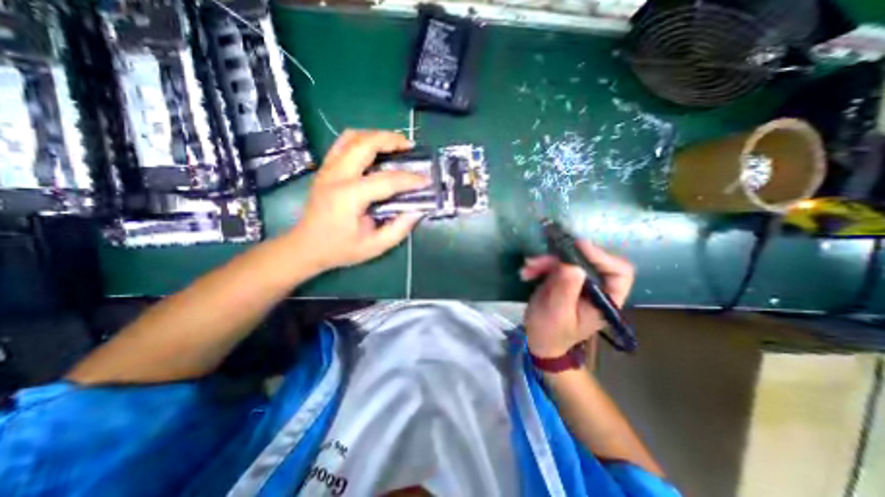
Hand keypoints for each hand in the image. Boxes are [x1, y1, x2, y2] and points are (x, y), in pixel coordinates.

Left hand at [288, 129, 430, 271]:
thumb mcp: (374, 246)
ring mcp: (327, 169)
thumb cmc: (340, 249)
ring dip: (376, 136)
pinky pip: (343, 143)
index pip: (386, 180)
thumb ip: (399, 229)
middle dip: (391, 140)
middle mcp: (336, 176)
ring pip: (352, 137)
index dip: (410, 179)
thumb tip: (418, 210)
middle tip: (410, 147)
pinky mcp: (325, 169)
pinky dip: (362, 139)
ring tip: (394, 144)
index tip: (426, 180)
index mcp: (349, 197)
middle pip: (365, 144)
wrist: (306, 247)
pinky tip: (374, 149)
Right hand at [521, 242, 636, 359]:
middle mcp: (596, 287)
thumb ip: (566, 289)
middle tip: (540, 260)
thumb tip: (572, 263)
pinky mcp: (563, 279)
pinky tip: (526, 273)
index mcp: (605, 300)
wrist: (540, 340)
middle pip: (588, 260)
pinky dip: (539, 266)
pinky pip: (554, 264)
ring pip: (567, 260)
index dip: (601, 256)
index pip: (619, 272)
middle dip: (562, 258)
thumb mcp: (557, 312)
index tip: (578, 246)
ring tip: (527, 269)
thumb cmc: (551, 332)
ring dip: (545, 261)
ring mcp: (578, 282)